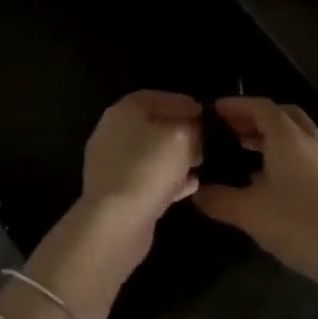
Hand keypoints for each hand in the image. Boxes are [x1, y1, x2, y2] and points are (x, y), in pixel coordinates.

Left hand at [30, 92, 203, 318]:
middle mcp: (112, 133)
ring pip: (150, 153)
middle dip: (180, 130)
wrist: (116, 222)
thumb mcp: (181, 137)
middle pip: (151, 125)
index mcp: (122, 112)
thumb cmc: (149, 168)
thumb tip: (195, 127)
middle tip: (205, 139)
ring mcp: (112, 165)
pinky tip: (191, 185)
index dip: (181, 102)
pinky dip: (168, 179)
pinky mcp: (117, 192)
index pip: (154, 97)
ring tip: (201, 161)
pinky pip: (147, 178)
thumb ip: (192, 127)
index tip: (205, 112)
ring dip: (176, 156)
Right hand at [192, 97, 317, 286]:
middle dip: (254, 118)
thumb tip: (196, 191)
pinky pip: (305, 154)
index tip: (211, 111)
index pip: (260, 106)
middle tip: (228, 130)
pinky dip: (284, 155)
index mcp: (287, 137)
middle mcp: (310, 140)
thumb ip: (218, 199)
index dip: (235, 105)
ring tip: (243, 154)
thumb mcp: (250, 213)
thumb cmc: (301, 225)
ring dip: (270, 137)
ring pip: (296, 135)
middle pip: (281, 115)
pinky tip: (269, 182)